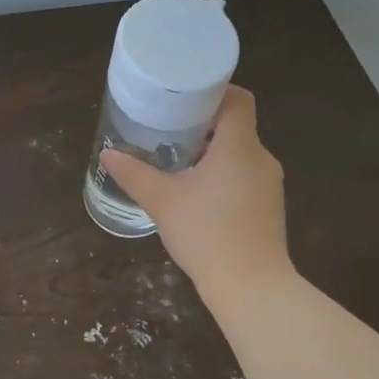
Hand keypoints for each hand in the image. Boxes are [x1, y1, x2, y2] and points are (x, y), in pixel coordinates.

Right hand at [99, 86, 292, 302]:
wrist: (251, 287)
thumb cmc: (206, 233)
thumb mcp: (162, 201)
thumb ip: (135, 174)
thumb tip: (108, 154)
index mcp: (239, 146)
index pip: (237, 99)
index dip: (214, 91)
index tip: (185, 98)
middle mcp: (261, 158)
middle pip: (236, 126)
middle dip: (204, 125)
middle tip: (170, 129)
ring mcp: (270, 185)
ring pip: (241, 154)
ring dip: (213, 153)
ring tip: (179, 161)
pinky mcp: (269, 208)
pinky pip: (245, 177)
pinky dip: (223, 175)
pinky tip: (198, 194)